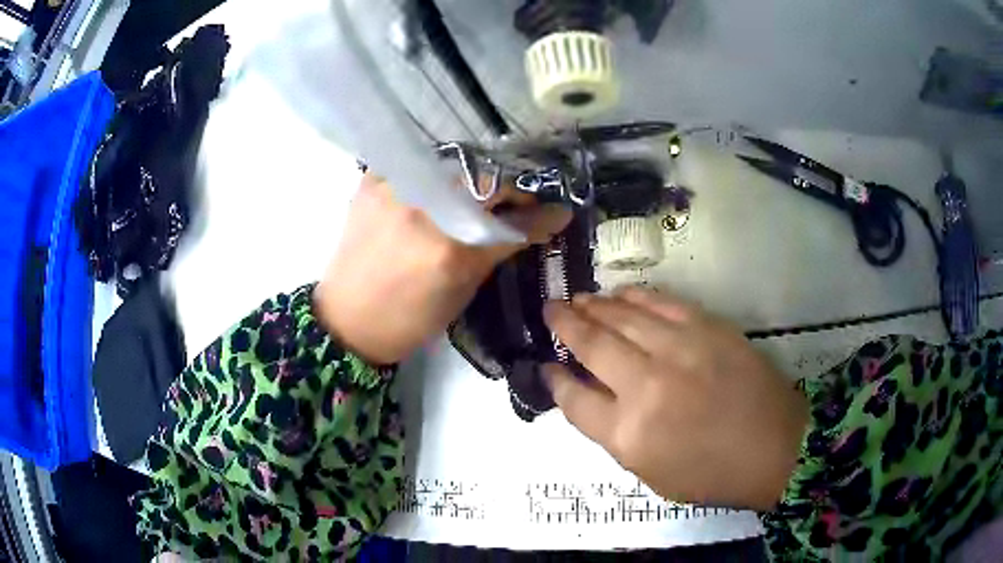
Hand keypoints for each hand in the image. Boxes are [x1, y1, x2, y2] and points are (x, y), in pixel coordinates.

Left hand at [315, 173, 570, 364]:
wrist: (348, 319)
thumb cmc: (410, 318)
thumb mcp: (463, 289)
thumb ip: (499, 247)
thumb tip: (542, 221)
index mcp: (447, 248)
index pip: (507, 214)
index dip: (538, 210)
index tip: (558, 210)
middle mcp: (421, 208)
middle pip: (483, 176)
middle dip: (508, 186)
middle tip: (517, 200)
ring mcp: (393, 188)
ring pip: (452, 163)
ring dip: (474, 176)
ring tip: (480, 193)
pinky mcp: (371, 181)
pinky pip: (418, 163)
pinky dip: (437, 172)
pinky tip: (441, 187)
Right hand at [543, 288, 807, 510]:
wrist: (774, 447)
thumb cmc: (709, 472)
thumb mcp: (649, 472)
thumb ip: (612, 433)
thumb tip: (584, 393)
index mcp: (628, 434)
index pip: (574, 399)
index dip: (555, 379)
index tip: (547, 365)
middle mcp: (647, 386)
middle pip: (592, 345)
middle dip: (565, 324)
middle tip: (551, 310)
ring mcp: (679, 351)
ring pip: (623, 316)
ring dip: (595, 305)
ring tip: (579, 299)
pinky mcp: (707, 328)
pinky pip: (661, 302)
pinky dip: (635, 295)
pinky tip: (621, 294)